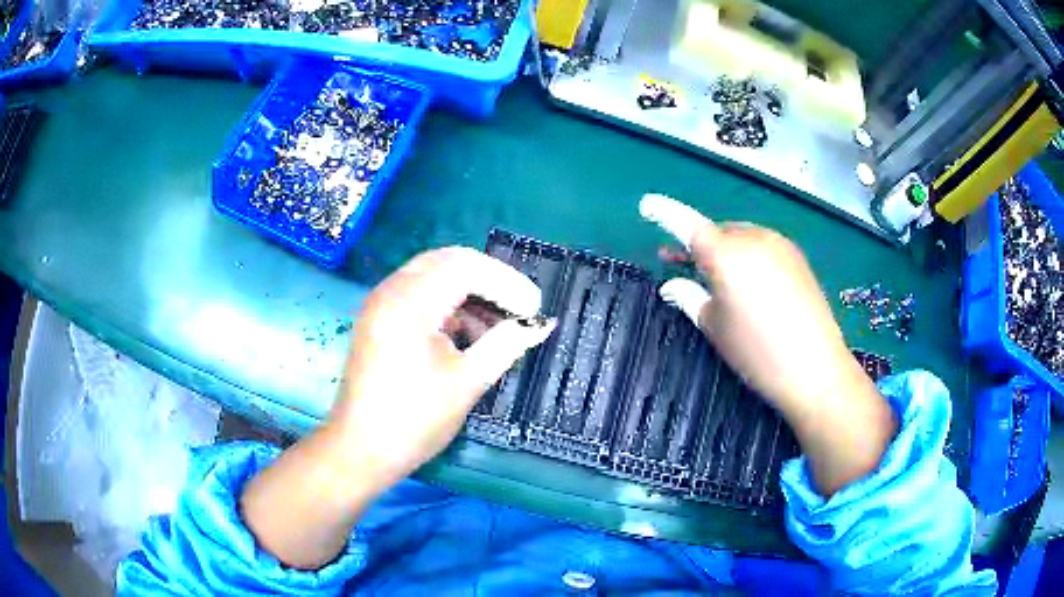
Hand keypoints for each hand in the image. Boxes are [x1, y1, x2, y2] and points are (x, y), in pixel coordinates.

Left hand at [329, 247, 554, 484]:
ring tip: (500, 323)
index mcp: (409, 301)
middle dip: (489, 280)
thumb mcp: (467, 381)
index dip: (506, 282)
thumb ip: (506, 344)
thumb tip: (540, 324)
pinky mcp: (380, 320)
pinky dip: (449, 306)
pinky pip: (420, 295)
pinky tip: (470, 333)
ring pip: (434, 276)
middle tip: (520, 306)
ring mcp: (381, 304)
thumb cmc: (414, 419)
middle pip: (448, 262)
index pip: (466, 267)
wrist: (361, 450)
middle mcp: (391, 290)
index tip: (534, 307)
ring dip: (469, 292)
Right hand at [640, 194, 895, 494]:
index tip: (647, 205)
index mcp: (725, 253)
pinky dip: (747, 256)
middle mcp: (753, 238)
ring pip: (741, 238)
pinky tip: (748, 282)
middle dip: (697, 244)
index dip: (664, 212)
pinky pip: (762, 247)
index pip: (686, 224)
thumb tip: (671, 285)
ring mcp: (779, 245)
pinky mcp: (797, 257)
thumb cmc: (756, 351)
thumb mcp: (715, 327)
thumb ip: (689, 297)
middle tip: (679, 263)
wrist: (815, 368)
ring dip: (723, 250)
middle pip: (716, 232)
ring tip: (714, 276)